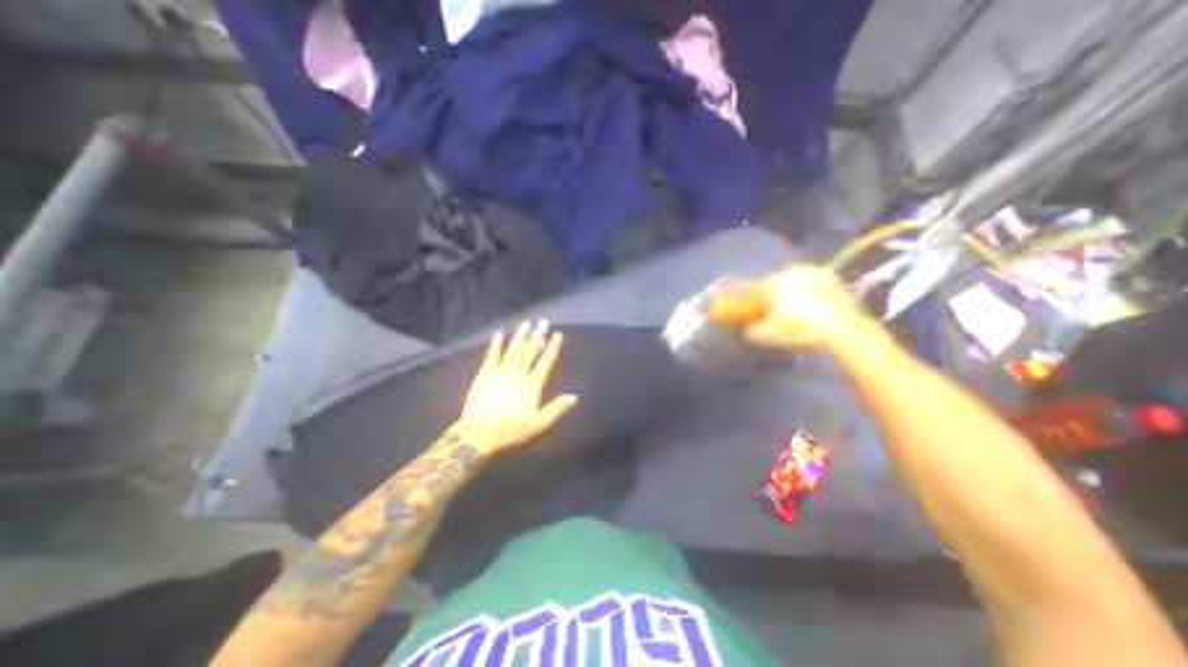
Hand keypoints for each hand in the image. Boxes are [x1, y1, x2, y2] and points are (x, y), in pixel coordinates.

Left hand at [451, 322, 581, 455]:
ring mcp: (500, 372)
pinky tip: (499, 334)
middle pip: (530, 351)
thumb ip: (556, 408)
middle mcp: (518, 374)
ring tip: (526, 323)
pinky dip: (495, 345)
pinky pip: (491, 356)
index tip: (557, 334)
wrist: (480, 433)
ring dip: (520, 336)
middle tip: (543, 321)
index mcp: (532, 385)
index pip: (546, 362)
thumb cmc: (511, 430)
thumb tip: (574, 397)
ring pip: (513, 350)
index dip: (552, 348)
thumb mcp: (539, 423)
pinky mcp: (485, 375)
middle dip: (538, 336)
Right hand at [739, 264, 868, 351]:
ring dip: (791, 293)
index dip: (751, 303)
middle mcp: (790, 271)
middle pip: (773, 284)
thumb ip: (750, 330)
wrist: (843, 330)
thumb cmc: (799, 330)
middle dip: (771, 297)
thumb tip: (748, 328)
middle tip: (773, 314)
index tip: (752, 314)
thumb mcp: (766, 336)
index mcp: (772, 282)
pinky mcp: (833, 278)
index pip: (753, 290)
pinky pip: (812, 285)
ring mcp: (813, 272)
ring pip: (793, 283)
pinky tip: (812, 309)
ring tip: (794, 311)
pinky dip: (809, 294)